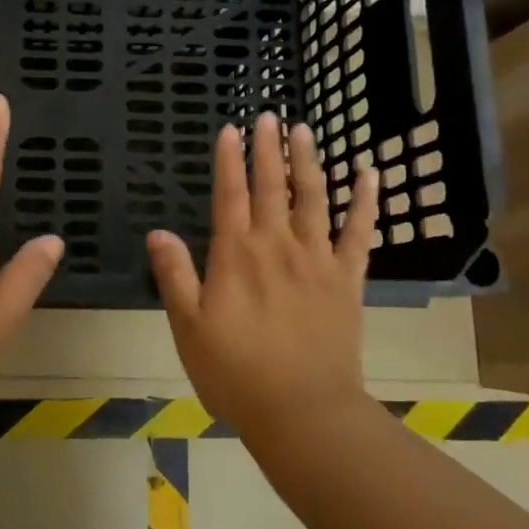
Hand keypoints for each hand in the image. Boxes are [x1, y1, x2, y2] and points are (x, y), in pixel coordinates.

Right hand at [147, 113, 379, 439]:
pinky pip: (360, 232)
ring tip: (305, 129)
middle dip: (269, 148)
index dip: (229, 160)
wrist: (302, 412)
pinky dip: (366, 201)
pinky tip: (370, 173)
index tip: (231, 130)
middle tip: (269, 116)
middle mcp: (277, 246)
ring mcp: (317, 259)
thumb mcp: (189, 328)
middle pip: (272, 186)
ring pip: (314, 198)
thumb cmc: (236, 373)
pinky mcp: (347, 279)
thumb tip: (158, 232)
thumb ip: (175, 276)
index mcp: (237, 255)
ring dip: (309, 161)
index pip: (230, 195)